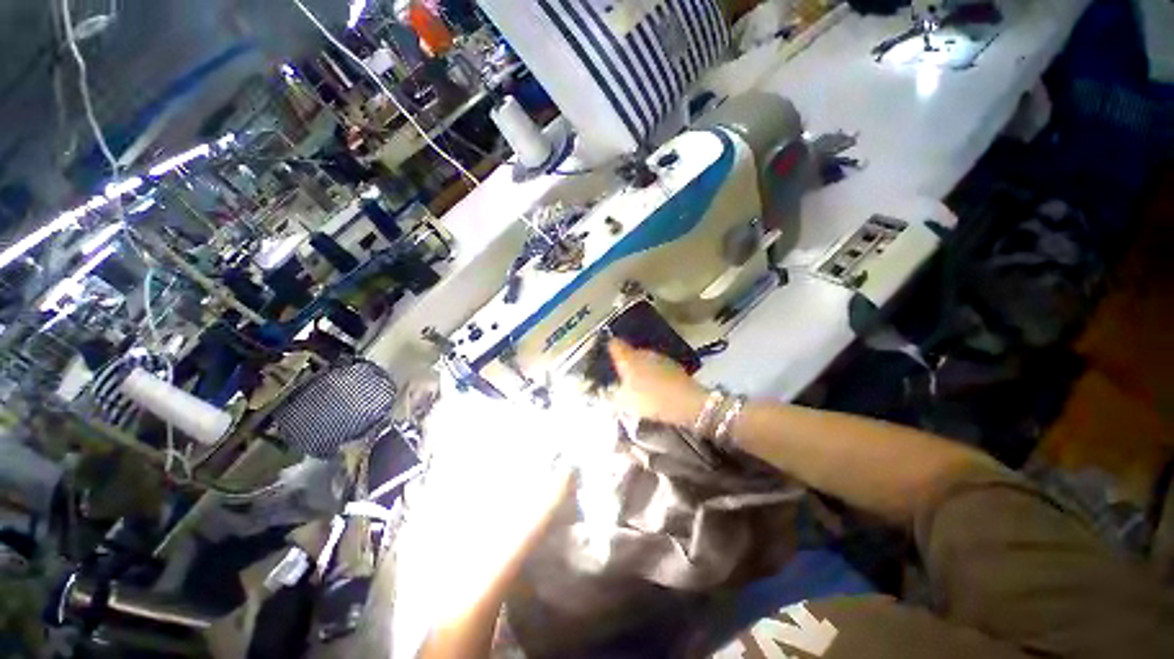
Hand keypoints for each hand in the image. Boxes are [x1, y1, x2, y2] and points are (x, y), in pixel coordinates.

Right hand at [607, 339, 709, 427]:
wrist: (687, 401)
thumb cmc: (651, 400)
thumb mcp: (625, 403)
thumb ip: (613, 396)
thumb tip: (607, 392)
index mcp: (628, 358)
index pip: (615, 345)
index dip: (609, 347)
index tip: (605, 352)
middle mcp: (643, 353)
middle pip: (630, 351)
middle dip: (625, 360)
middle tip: (620, 373)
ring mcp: (659, 357)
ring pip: (644, 358)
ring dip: (640, 366)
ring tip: (636, 381)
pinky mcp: (672, 365)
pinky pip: (656, 366)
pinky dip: (652, 372)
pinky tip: (653, 384)